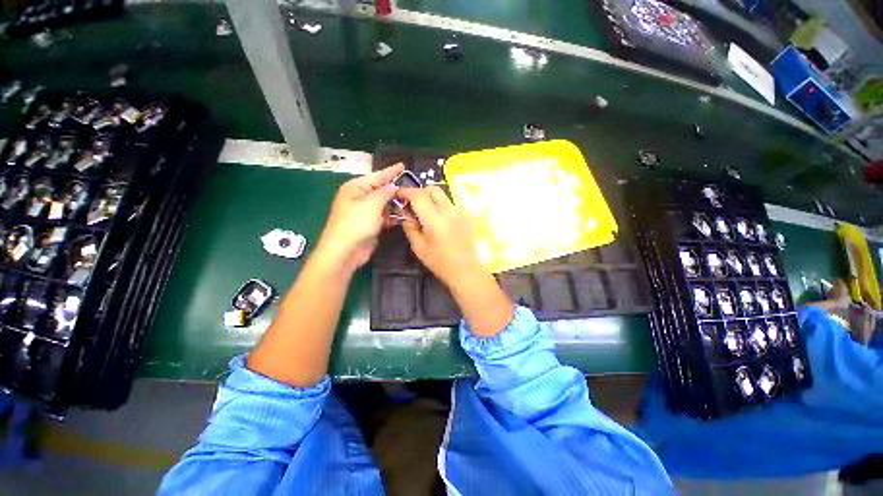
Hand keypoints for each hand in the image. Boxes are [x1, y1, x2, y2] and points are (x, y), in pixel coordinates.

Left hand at [314, 163, 403, 271]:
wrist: (345, 251)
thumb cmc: (356, 223)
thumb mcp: (372, 204)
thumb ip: (384, 192)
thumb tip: (393, 186)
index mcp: (355, 187)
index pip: (377, 176)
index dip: (391, 171)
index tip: (403, 165)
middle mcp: (359, 197)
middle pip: (381, 190)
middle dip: (395, 189)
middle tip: (413, 187)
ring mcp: (365, 212)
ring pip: (384, 204)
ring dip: (396, 204)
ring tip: (413, 201)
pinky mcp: (370, 224)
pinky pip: (384, 216)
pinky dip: (393, 215)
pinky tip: (404, 215)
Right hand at [398, 186, 483, 288]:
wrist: (465, 270)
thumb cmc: (439, 262)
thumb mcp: (418, 246)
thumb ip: (410, 227)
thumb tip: (405, 214)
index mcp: (435, 219)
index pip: (418, 196)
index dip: (406, 192)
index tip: (398, 195)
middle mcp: (449, 210)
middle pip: (433, 189)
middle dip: (419, 192)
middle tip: (411, 203)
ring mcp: (459, 212)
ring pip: (442, 195)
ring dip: (430, 197)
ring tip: (423, 212)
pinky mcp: (465, 216)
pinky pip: (449, 203)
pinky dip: (440, 205)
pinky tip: (436, 219)